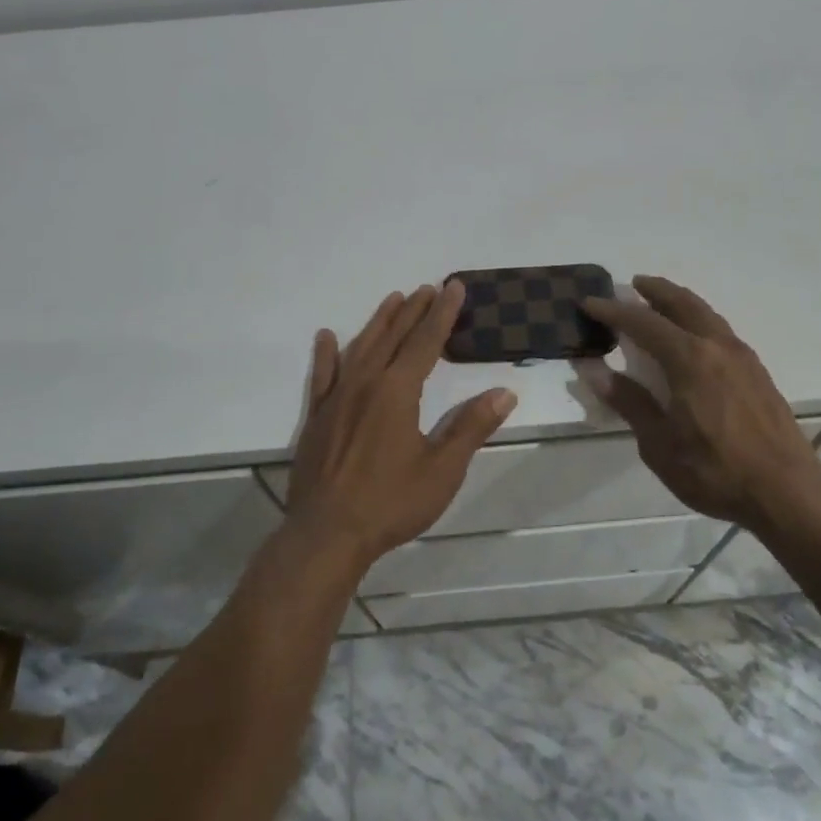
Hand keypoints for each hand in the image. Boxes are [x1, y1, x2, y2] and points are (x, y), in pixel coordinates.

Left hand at [284, 282, 517, 567]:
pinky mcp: (317, 416)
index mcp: (398, 392)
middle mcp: (365, 383)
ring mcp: (337, 398)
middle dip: (413, 311)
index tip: (453, 287)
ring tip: (393, 299)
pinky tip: (327, 336)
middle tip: (429, 287)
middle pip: (393, 337)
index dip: (442, 314)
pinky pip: (322, 375)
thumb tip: (504, 392)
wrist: (327, 534)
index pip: (426, 342)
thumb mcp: (442, 470)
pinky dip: (326, 354)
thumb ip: (471, 427)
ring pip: (360, 347)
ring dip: (378, 322)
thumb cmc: (390, 503)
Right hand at [582, 276, 820, 533]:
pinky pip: (721, 330)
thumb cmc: (715, 471)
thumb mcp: (659, 444)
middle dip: (655, 291)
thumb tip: (595, 371)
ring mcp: (742, 357)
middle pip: (682, 304)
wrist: (787, 492)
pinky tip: (693, 338)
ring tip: (661, 303)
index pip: (643, 323)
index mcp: (689, 360)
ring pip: (706, 314)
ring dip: (680, 302)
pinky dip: (699, 320)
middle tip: (634, 284)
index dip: (613, 311)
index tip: (589, 303)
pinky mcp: (757, 372)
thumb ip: (630, 403)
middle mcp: (717, 347)